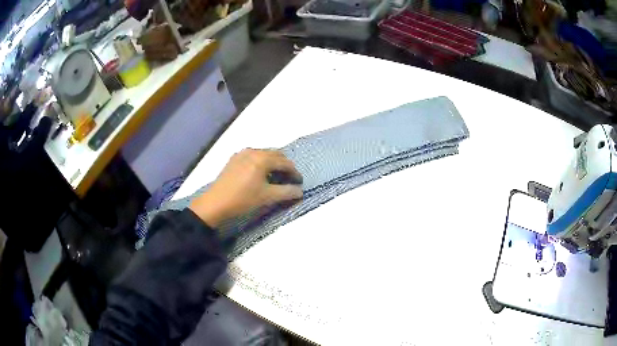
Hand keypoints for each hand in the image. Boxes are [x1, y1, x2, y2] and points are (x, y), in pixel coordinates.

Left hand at [189, 149, 302, 227]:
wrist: (215, 203)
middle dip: (285, 166)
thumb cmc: (243, 199)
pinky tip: (259, 174)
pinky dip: (261, 163)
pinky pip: (253, 156)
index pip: (285, 163)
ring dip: (273, 163)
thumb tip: (300, 191)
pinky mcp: (234, 159)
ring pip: (264, 154)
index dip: (295, 173)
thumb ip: (287, 192)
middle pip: (275, 155)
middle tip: (289, 179)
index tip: (299, 183)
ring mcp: (242, 153)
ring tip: (275, 177)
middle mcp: (253, 151)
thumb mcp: (267, 197)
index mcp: (262, 158)